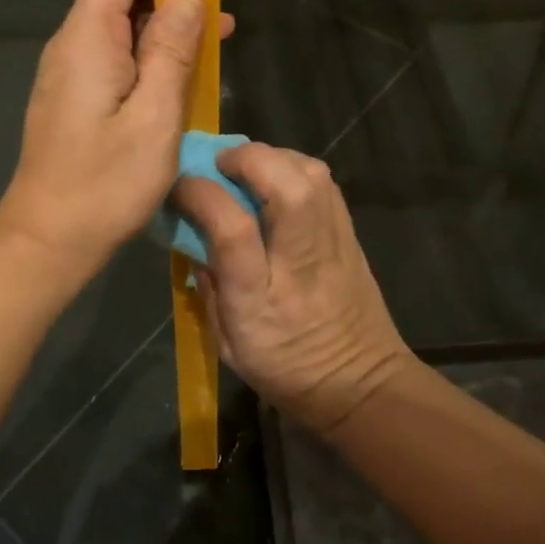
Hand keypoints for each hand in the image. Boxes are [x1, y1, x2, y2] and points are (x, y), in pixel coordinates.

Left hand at [0, 0, 233, 275]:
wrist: (48, 239)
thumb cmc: (105, 183)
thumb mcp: (155, 118)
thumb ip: (170, 51)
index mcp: (87, 38)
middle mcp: (71, 45)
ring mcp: (69, 73)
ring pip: (117, 23)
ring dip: (163, 19)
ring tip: (218, 31)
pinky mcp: (74, 98)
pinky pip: (113, 55)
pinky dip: (149, 50)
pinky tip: (184, 70)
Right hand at [173, 142, 409, 435]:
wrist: (364, 385)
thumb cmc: (287, 370)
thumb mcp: (228, 343)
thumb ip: (209, 286)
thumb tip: (195, 235)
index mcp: (261, 298)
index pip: (233, 229)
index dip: (202, 195)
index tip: (180, 185)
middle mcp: (301, 261)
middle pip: (286, 186)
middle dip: (247, 160)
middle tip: (219, 166)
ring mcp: (333, 243)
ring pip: (311, 175)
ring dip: (272, 158)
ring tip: (246, 170)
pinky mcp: (352, 235)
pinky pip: (324, 183)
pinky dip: (295, 168)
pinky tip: (277, 181)